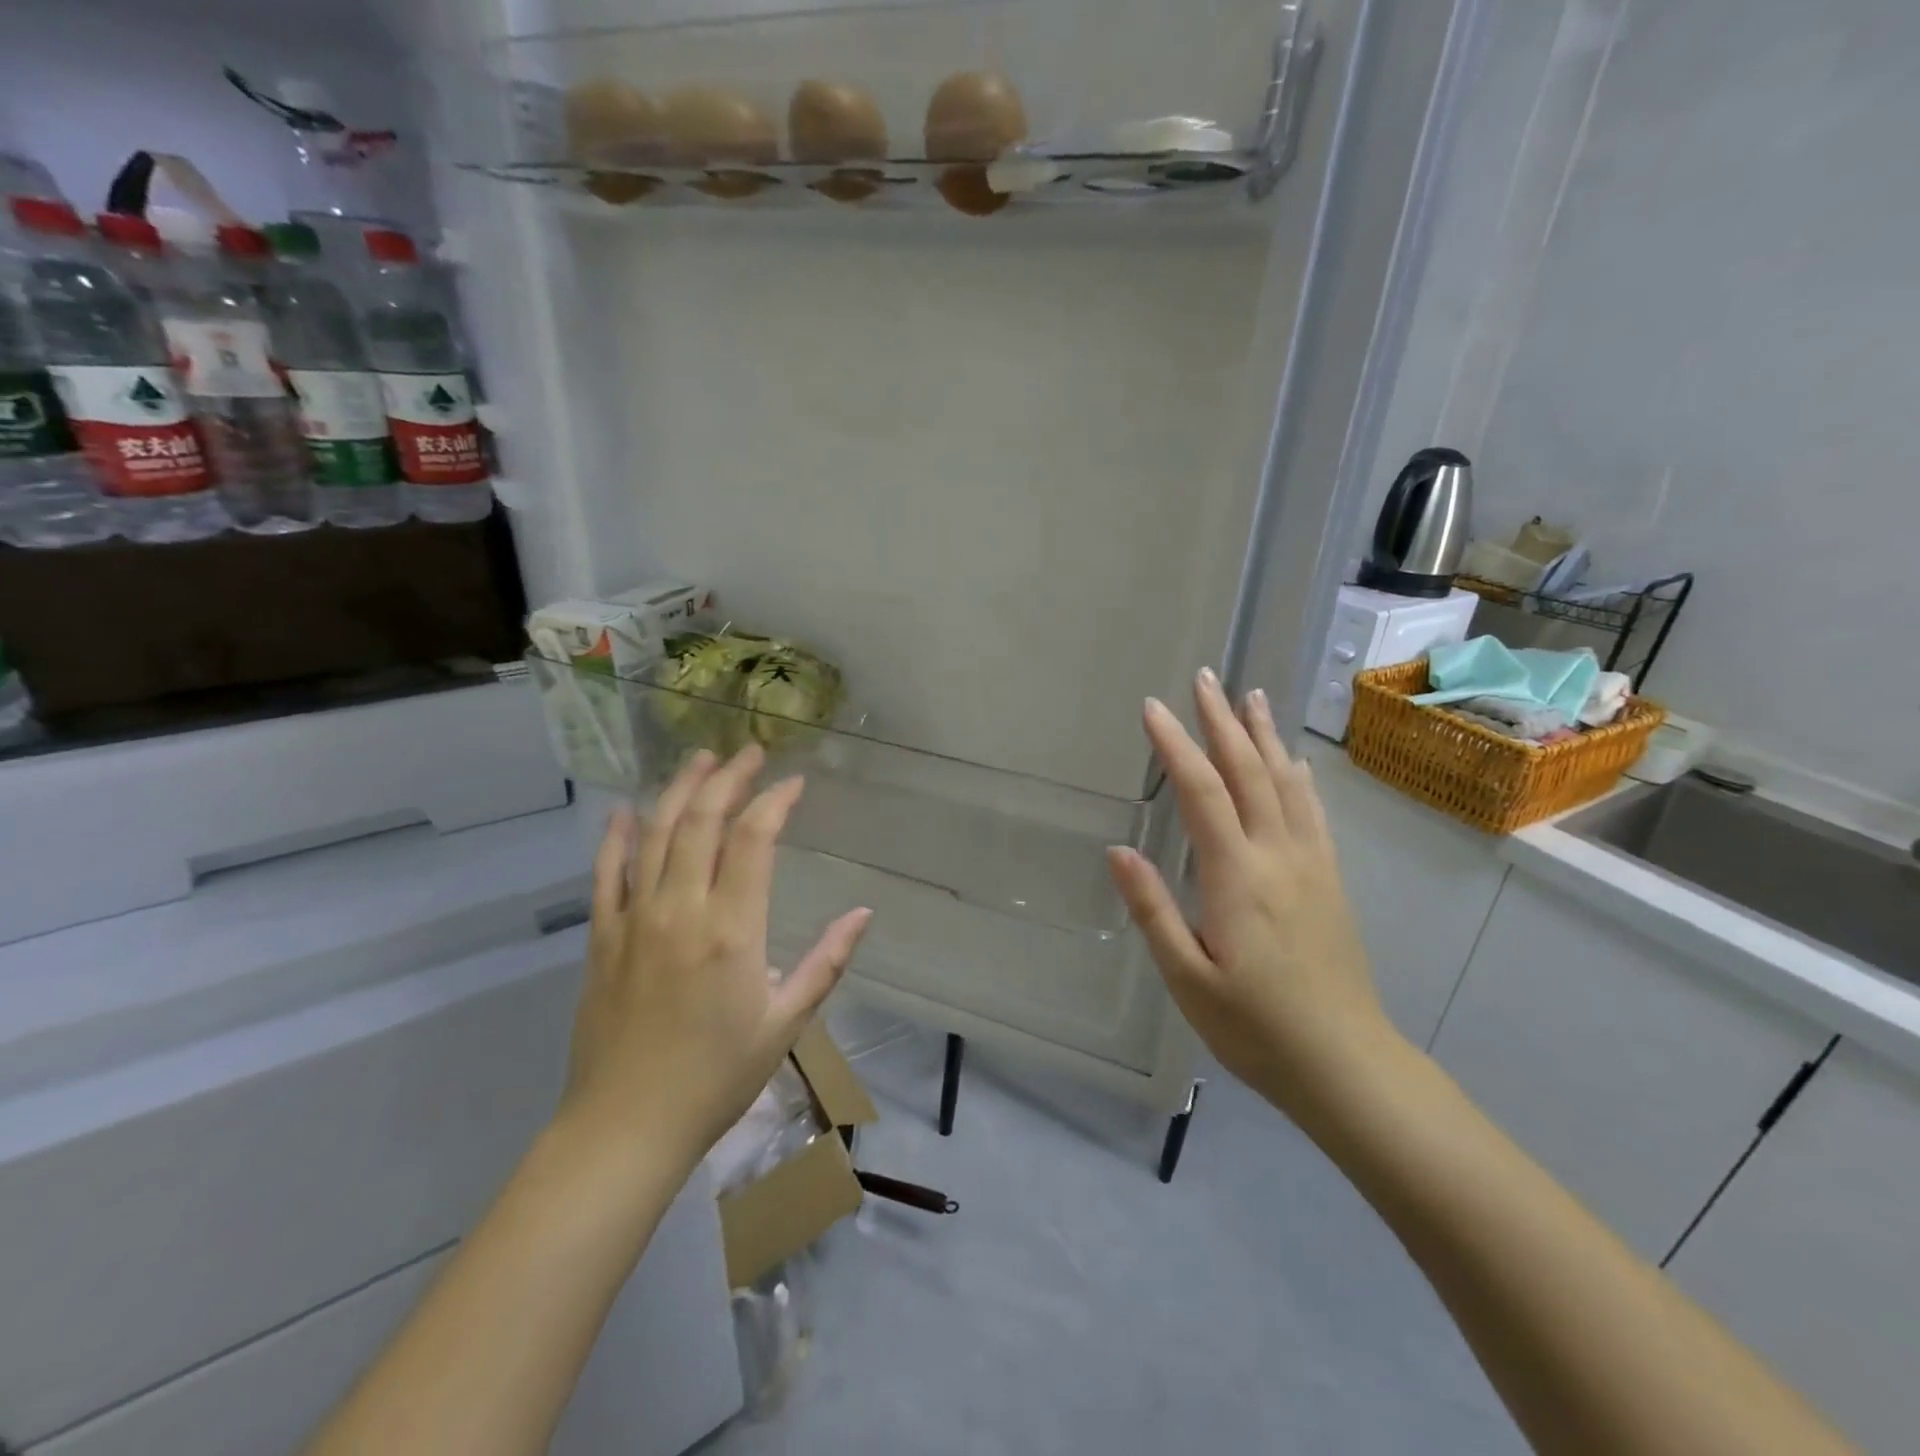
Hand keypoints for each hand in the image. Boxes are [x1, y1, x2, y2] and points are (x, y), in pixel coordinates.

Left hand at [560, 746, 872, 1170]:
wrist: (626, 1127)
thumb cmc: (717, 1077)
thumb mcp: (786, 1023)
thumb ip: (827, 962)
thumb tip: (863, 913)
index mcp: (732, 930)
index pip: (754, 839)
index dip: (775, 801)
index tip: (793, 783)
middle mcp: (681, 910)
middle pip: (702, 821)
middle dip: (728, 778)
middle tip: (748, 753)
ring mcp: (634, 919)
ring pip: (654, 834)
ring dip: (679, 791)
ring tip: (700, 760)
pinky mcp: (602, 938)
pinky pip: (606, 873)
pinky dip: (616, 836)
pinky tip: (626, 810)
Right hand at [1106, 670, 1397, 1123]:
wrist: (1347, 1064)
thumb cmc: (1255, 1027)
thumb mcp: (1188, 978)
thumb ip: (1153, 910)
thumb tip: (1118, 850)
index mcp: (1237, 876)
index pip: (1202, 792)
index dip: (1176, 745)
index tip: (1153, 707)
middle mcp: (1278, 856)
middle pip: (1249, 772)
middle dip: (1222, 721)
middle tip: (1205, 677)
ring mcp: (1311, 865)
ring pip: (1286, 783)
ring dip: (1264, 736)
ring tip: (1251, 697)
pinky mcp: (1330, 881)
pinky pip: (1313, 813)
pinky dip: (1299, 777)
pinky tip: (1294, 762)